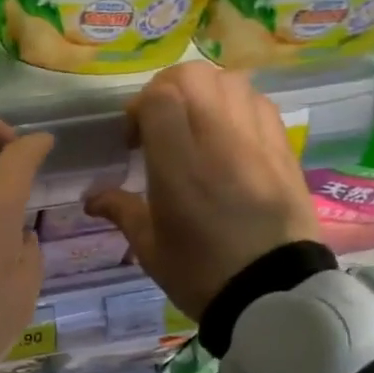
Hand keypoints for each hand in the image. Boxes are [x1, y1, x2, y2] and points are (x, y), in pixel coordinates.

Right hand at [86, 63, 319, 320]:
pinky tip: (227, 134)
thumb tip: (91, 198)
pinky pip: (258, 103)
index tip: (134, 139)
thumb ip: (120, 209)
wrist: (274, 296)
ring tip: (194, 124)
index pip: (159, 98)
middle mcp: (219, 142)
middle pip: (194, 76)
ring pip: (229, 81)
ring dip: (203, 92)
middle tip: (159, 123)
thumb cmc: (202, 273)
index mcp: (179, 167)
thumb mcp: (150, 247)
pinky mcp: (283, 150)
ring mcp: (257, 142)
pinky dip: (236, 104)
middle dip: (167, 89)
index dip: (139, 107)